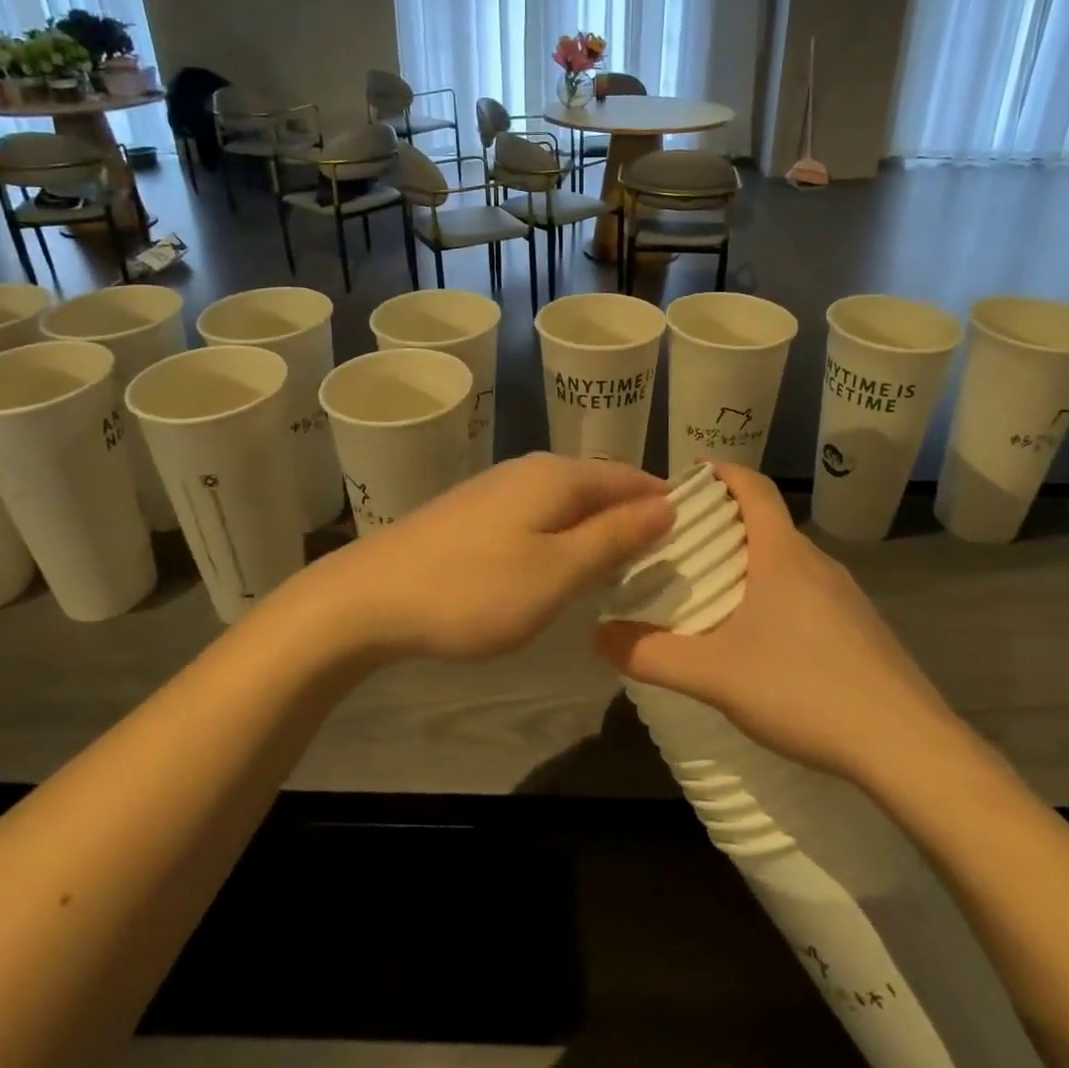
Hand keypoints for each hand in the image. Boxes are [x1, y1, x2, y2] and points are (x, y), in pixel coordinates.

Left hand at [303, 453, 672, 662]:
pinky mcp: (475, 513)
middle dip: (635, 518)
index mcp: (559, 476)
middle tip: (667, 562)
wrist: (370, 597)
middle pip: (600, 487)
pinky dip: (565, 538)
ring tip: (624, 569)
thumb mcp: (558, 571)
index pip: (631, 478)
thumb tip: (667, 505)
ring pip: (569, 503)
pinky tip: (563, 567)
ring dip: (599, 530)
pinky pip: (540, 517)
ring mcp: (499, 489)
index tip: (698, 534)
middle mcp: (531, 470)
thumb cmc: (474, 589)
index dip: (666, 502)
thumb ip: (615, 537)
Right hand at [591, 463, 968, 783]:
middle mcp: (817, 563)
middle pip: (766, 524)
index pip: (753, 486)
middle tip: (680, 548)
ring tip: (713, 596)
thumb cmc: (804, 689)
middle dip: (723, 526)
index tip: (687, 477)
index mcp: (782, 554)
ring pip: (788, 563)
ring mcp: (847, 598)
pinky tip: (763, 644)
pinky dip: (777, 597)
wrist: (907, 747)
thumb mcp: (715, 675)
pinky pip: (809, 595)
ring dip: (751, 565)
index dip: (721, 472)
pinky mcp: (863, 631)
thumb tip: (596, 636)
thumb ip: (651, 654)